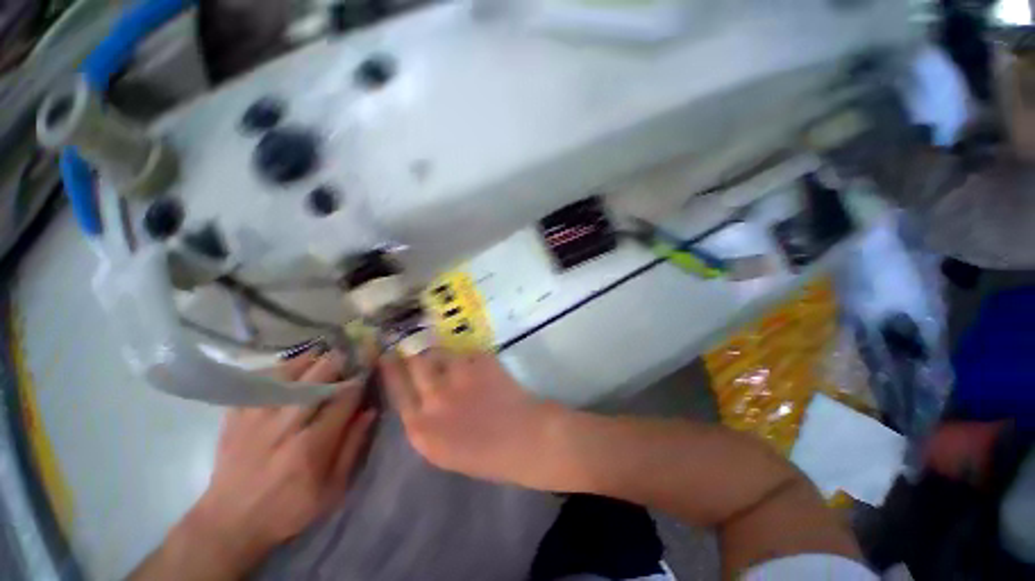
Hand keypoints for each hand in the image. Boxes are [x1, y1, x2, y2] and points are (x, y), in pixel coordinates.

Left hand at [155, 350, 375, 579]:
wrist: (229, 523)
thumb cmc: (288, 509)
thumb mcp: (332, 490)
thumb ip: (352, 448)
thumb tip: (370, 411)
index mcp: (311, 446)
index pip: (344, 399)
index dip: (359, 379)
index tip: (369, 366)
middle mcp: (284, 426)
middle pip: (316, 380)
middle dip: (337, 362)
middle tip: (349, 353)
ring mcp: (255, 418)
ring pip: (287, 373)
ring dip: (309, 360)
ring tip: (323, 355)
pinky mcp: (235, 416)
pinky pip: (258, 380)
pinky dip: (277, 368)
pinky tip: (290, 368)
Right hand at [381, 350, 569, 489]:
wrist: (525, 439)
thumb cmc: (487, 455)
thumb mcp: (444, 448)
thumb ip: (427, 421)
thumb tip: (420, 392)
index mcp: (421, 430)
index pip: (396, 390)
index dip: (390, 368)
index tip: (386, 354)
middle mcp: (434, 400)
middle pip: (413, 363)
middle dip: (411, 351)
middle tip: (412, 342)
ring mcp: (457, 377)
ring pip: (439, 351)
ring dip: (442, 352)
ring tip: (451, 356)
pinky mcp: (479, 362)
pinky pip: (465, 351)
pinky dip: (467, 355)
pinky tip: (476, 363)